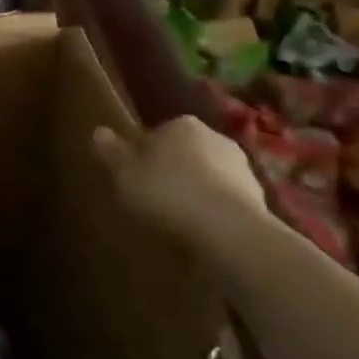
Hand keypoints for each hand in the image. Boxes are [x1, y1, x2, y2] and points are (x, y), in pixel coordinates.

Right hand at [93, 117, 266, 239]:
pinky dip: (215, 213)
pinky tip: (202, 233)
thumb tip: (98, 131)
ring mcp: (242, 168)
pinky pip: (226, 202)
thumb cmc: (168, 192)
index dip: (144, 155)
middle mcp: (215, 137)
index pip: (158, 133)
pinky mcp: (259, 199)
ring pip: (208, 177)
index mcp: (182, 124)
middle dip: (173, 172)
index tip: (135, 177)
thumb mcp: (125, 174)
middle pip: (185, 153)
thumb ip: (111, 152)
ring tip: (178, 222)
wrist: (230, 231)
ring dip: (196, 193)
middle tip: (154, 200)